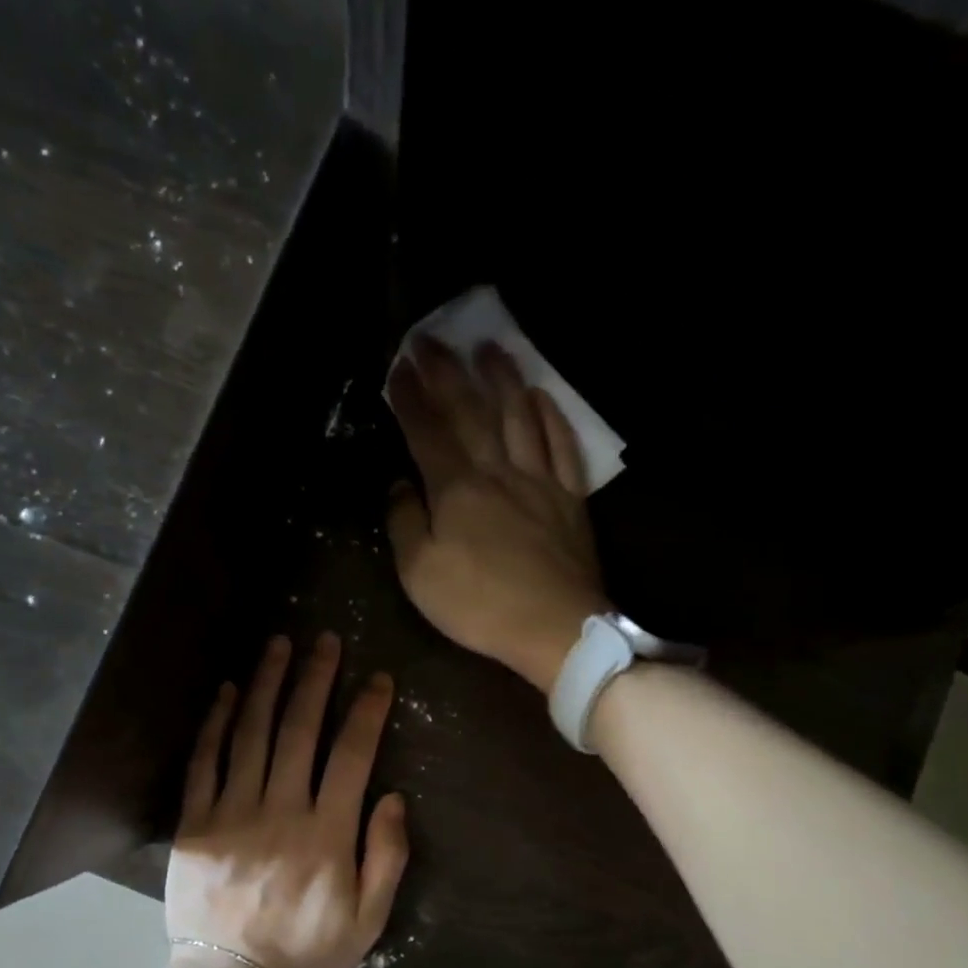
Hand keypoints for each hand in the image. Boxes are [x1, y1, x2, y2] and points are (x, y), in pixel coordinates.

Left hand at [164, 632, 408, 967]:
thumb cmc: (308, 953)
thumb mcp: (369, 919)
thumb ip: (387, 856)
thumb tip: (392, 796)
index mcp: (327, 832)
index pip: (351, 755)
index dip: (366, 711)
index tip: (377, 677)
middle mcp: (280, 810)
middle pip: (299, 730)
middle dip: (314, 679)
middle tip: (324, 640)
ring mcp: (232, 813)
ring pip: (251, 734)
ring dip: (265, 685)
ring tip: (277, 645)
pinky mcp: (195, 824)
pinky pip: (203, 763)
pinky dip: (215, 724)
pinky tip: (226, 692)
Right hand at [385, 337, 611, 693]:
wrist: (554, 628)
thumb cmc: (480, 605)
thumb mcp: (420, 574)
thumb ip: (405, 523)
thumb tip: (400, 485)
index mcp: (457, 490)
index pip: (427, 433)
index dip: (410, 399)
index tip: (398, 367)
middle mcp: (498, 472)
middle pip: (471, 412)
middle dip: (448, 373)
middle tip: (432, 338)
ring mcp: (539, 481)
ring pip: (519, 417)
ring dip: (502, 379)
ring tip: (489, 348)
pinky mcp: (569, 499)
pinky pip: (561, 446)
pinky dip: (550, 416)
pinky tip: (540, 396)